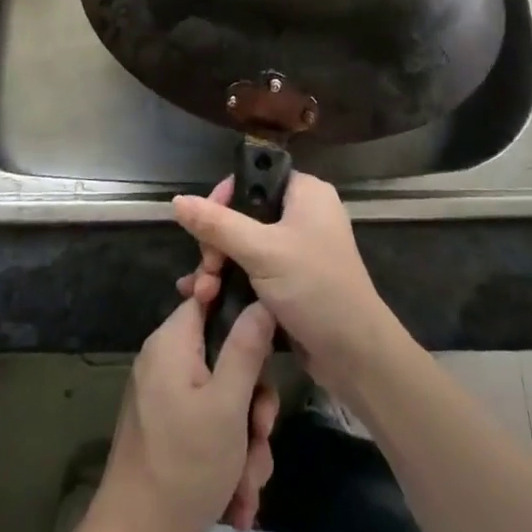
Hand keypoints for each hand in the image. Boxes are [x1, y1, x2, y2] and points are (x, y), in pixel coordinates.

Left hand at [90, 295, 280, 531]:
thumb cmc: (185, 466)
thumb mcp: (227, 405)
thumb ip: (247, 348)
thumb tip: (262, 299)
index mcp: (172, 342)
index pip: (209, 298)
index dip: (243, 312)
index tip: (269, 345)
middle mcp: (165, 362)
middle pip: (225, 357)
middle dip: (252, 405)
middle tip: (260, 437)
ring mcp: (165, 398)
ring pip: (223, 400)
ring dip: (244, 442)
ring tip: (248, 485)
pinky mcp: (168, 430)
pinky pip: (208, 426)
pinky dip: (227, 458)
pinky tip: (237, 501)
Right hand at [173, 172, 400, 399]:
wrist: (355, 354)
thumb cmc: (314, 287)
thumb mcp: (262, 251)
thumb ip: (218, 224)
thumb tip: (177, 200)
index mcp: (305, 193)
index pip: (254, 178)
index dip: (223, 197)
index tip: (204, 226)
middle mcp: (303, 214)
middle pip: (243, 214)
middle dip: (216, 243)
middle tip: (207, 269)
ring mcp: (298, 249)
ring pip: (244, 245)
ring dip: (219, 267)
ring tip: (202, 293)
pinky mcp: (292, 281)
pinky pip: (253, 270)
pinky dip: (231, 282)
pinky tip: (206, 300)